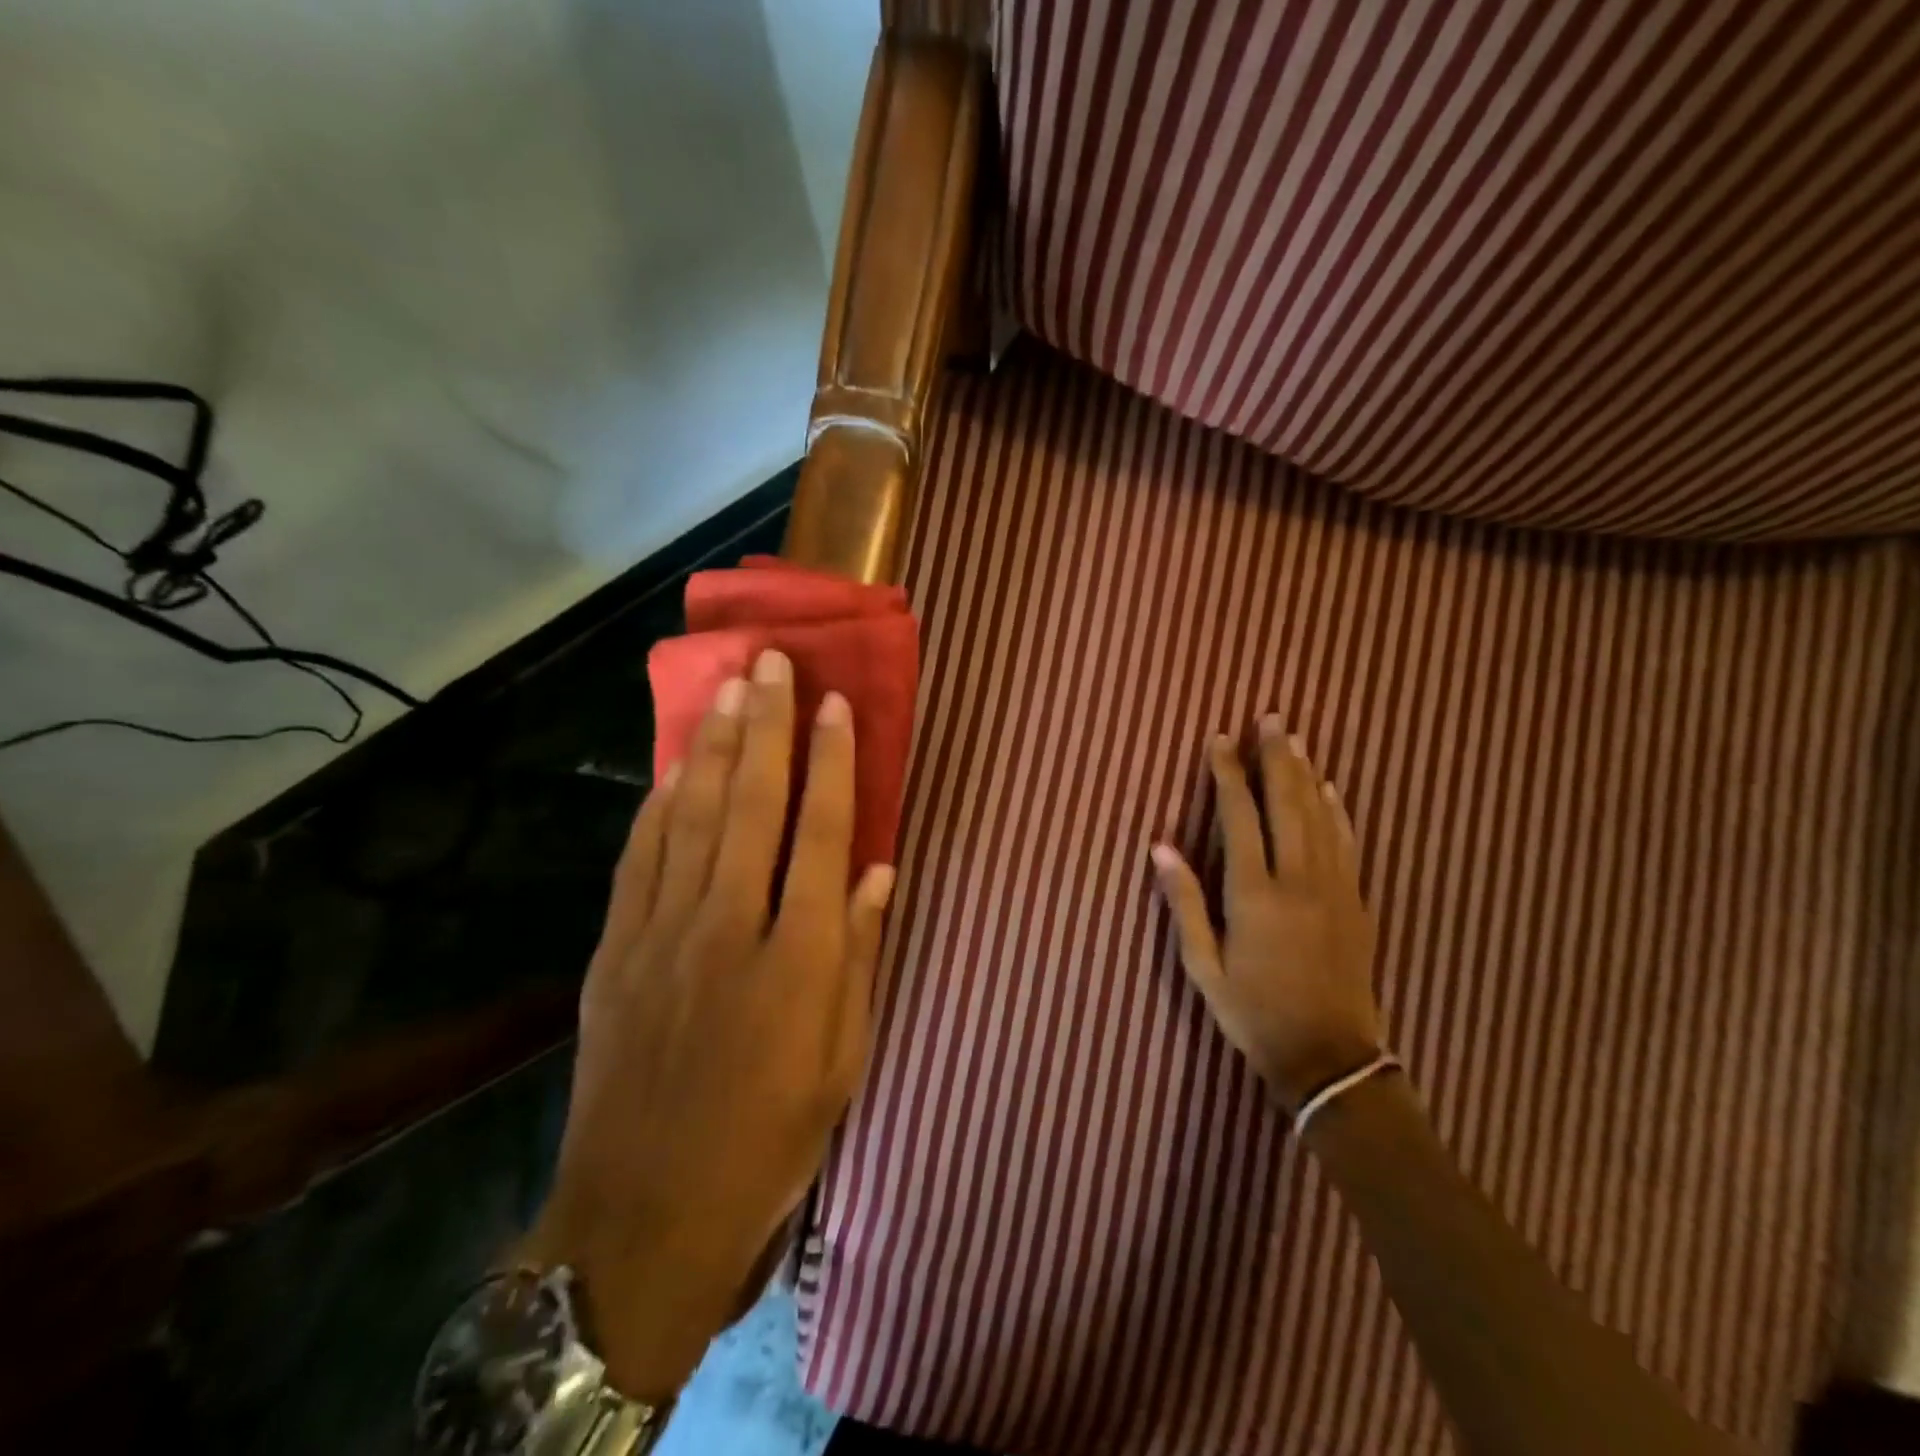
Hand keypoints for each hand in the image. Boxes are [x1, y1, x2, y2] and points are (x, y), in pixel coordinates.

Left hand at [524, 649, 895, 1401]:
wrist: (646, 1215)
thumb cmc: (770, 1139)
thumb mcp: (844, 1058)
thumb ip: (862, 954)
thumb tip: (881, 871)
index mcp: (800, 956)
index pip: (824, 833)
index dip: (834, 762)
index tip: (835, 705)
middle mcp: (732, 926)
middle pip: (754, 805)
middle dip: (767, 727)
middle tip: (771, 663)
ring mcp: (664, 933)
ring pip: (693, 817)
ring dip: (715, 747)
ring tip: (729, 690)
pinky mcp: (615, 951)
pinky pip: (641, 857)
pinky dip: (660, 804)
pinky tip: (674, 766)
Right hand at [1150, 718, 1382, 1113]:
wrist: (1330, 1058)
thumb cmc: (1254, 1013)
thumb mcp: (1204, 966)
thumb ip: (1185, 902)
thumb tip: (1160, 846)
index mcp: (1254, 893)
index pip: (1240, 817)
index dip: (1229, 774)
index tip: (1221, 740)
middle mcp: (1297, 880)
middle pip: (1287, 804)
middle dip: (1276, 758)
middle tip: (1270, 719)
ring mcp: (1334, 889)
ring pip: (1320, 817)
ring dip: (1306, 774)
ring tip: (1296, 739)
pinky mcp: (1356, 903)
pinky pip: (1347, 844)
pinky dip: (1338, 812)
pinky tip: (1331, 790)